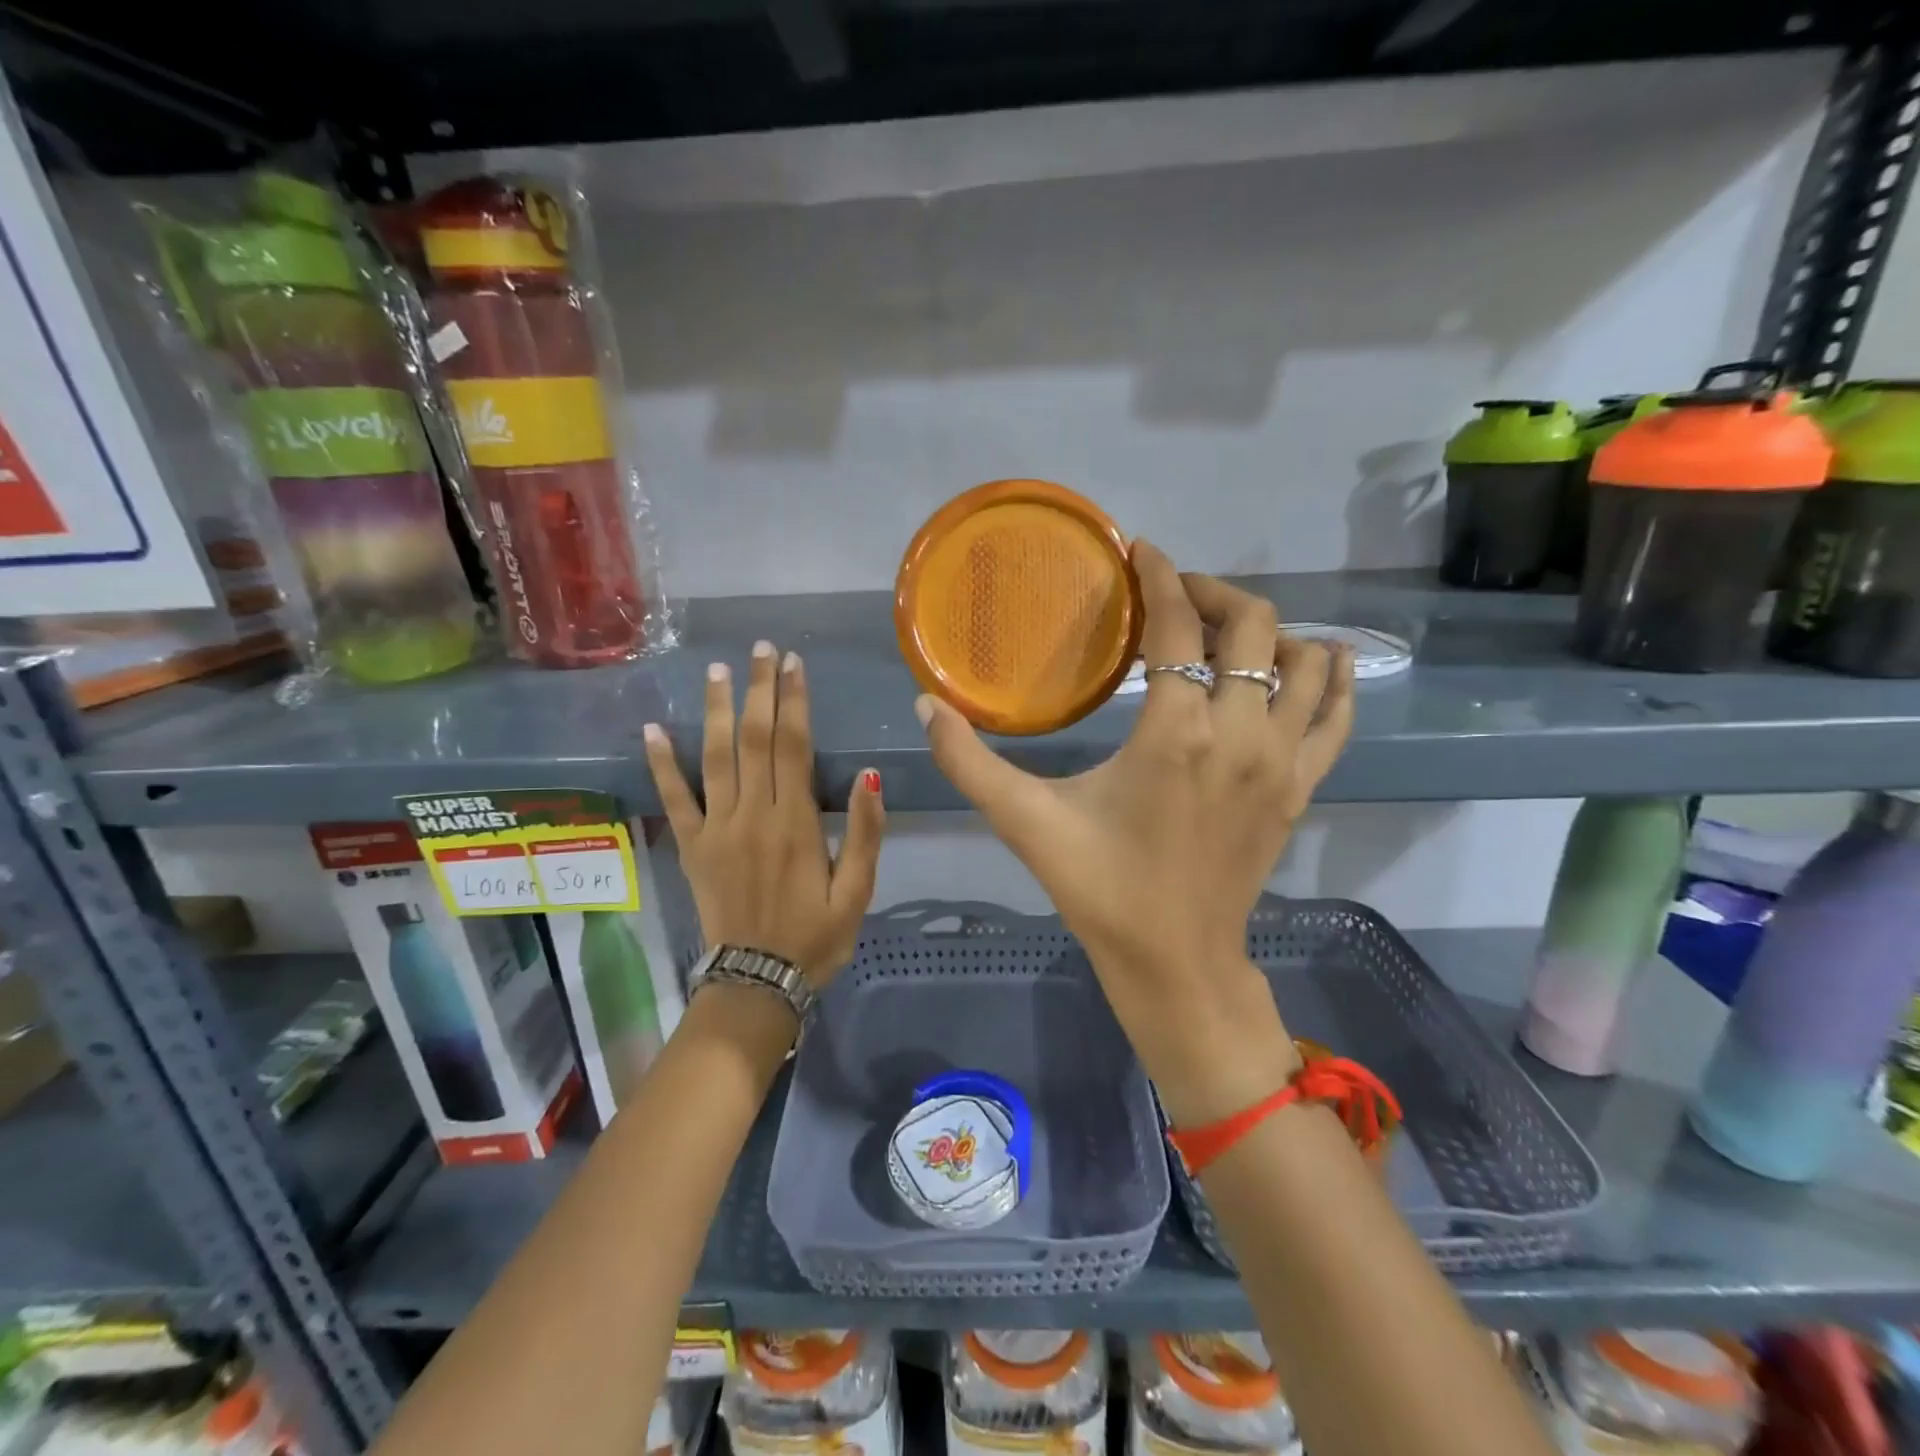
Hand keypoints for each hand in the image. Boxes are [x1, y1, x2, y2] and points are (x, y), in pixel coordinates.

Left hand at [645, 640, 885, 989]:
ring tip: (718, 670)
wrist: (757, 982)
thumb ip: (865, 834)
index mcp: (795, 823)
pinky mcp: (690, 847)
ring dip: (716, 710)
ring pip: (714, 757)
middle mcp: (752, 815)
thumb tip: (869, 777)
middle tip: (761, 649)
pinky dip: (661, 763)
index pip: (793, 746)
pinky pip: (672, 799)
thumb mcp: (858, 892)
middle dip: (759, 690)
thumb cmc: (815, 937)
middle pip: (754, 739)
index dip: (794, 701)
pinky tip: (653, 728)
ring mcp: (716, 829)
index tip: (793, 663)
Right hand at [916, 542, 1354, 1122]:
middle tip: (1175, 594)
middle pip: (1253, 626)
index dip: (1161, 576)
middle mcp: (1241, 733)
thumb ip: (969, 763)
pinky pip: (1336, 716)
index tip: (1142, 552)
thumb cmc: (1100, 889)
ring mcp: (1282, 761)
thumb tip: (923, 705)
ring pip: (1303, 661)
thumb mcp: (1026, 823)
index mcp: (1176, 732)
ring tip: (1227, 629)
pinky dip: (1334, 678)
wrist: (1176, 963)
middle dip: (1213, 593)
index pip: (1178, 625)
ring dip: (1268, 630)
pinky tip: (1324, 657)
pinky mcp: (1302, 788)